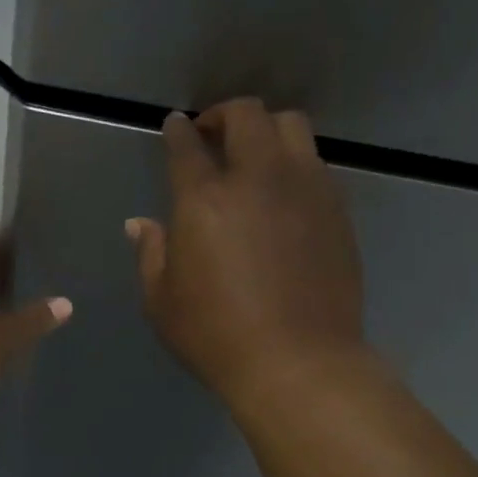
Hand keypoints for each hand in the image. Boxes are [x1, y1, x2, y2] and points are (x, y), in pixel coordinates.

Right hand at [126, 98, 364, 407]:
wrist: (298, 362)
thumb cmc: (216, 335)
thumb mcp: (162, 301)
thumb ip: (151, 253)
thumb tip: (141, 224)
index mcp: (205, 199)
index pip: (187, 145)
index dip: (179, 130)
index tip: (175, 126)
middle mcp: (258, 179)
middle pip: (246, 115)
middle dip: (224, 114)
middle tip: (212, 134)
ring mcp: (305, 189)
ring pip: (291, 127)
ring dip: (266, 130)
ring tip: (254, 155)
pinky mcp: (336, 209)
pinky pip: (315, 164)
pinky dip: (293, 163)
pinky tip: (283, 193)